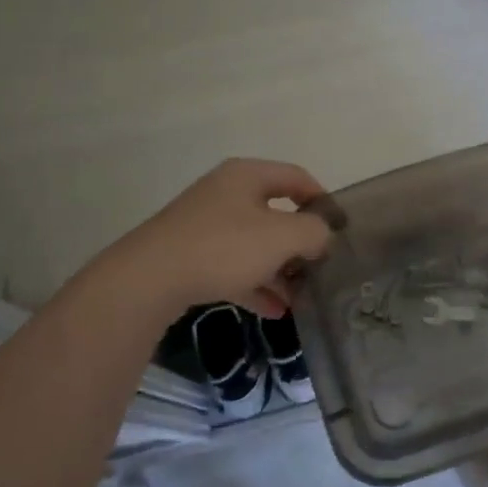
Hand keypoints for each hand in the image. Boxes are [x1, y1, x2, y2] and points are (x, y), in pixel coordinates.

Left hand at [116, 158, 333, 317]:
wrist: (148, 279)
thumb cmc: (224, 247)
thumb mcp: (282, 237)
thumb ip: (314, 232)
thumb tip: (323, 236)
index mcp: (248, 176)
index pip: (298, 178)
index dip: (323, 200)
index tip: (340, 230)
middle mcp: (226, 193)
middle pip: (276, 213)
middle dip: (301, 243)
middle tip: (319, 268)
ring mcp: (204, 224)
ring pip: (254, 244)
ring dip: (280, 269)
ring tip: (300, 297)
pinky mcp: (189, 255)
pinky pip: (232, 266)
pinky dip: (254, 284)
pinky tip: (273, 310)